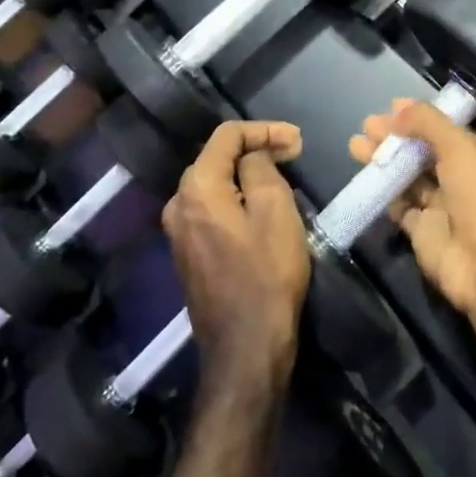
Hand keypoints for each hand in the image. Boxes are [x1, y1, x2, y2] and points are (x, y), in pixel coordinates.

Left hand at [162, 121, 309, 397]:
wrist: (245, 346)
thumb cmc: (266, 273)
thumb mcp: (275, 209)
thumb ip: (259, 168)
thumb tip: (252, 156)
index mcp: (196, 188)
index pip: (226, 136)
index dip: (264, 129)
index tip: (298, 141)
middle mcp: (178, 204)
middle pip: (217, 158)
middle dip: (256, 149)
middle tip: (294, 154)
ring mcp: (179, 232)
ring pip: (215, 184)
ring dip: (248, 174)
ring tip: (284, 176)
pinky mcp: (188, 254)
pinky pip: (213, 209)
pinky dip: (238, 198)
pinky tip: (263, 205)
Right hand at [348, 99, 475, 316]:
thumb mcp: (459, 147)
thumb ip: (428, 123)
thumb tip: (398, 111)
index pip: (445, 129)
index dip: (420, 117)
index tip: (392, 107)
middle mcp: (461, 178)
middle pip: (423, 151)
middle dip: (396, 136)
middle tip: (367, 125)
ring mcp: (441, 205)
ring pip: (407, 175)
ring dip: (384, 159)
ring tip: (356, 145)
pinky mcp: (421, 228)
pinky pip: (398, 204)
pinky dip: (382, 190)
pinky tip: (365, 175)